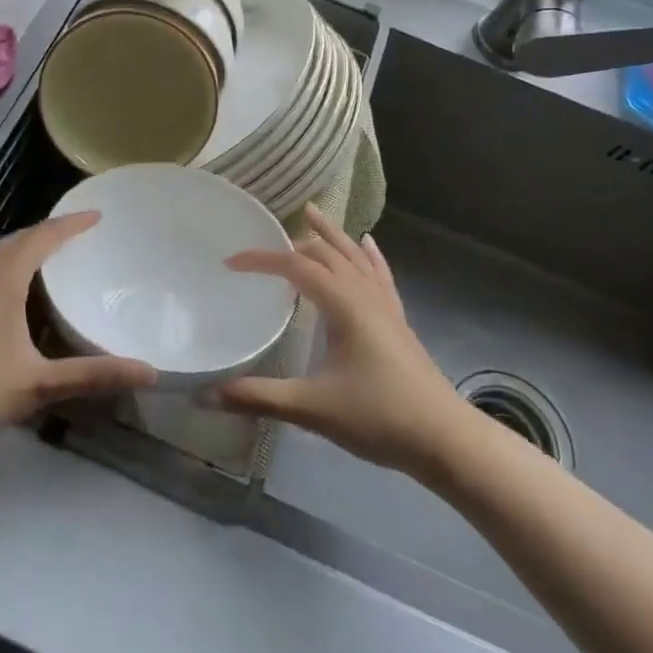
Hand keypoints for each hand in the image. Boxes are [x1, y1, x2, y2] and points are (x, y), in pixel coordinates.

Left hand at [0, 212, 156, 438]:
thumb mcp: (37, 383)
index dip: (73, 224)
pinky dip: (4, 264)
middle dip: (50, 233)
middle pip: (20, 238)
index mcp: (4, 275)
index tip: (96, 215)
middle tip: (78, 237)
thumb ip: (92, 375)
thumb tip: (149, 373)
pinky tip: (9, 288)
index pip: (45, 235)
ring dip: (25, 248)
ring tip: (49, 259)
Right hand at [213, 205, 463, 478]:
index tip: (230, 262)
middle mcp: (364, 294)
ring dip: (331, 235)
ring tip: (313, 213)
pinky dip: (368, 255)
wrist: (444, 439)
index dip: (261, 259)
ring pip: (354, 256)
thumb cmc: (378, 417)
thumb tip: (207, 395)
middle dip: (293, 241)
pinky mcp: (398, 320)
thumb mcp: (312, 408)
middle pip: (326, 253)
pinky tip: (367, 243)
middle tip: (264, 241)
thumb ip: (259, 397)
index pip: (295, 266)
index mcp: (342, 304)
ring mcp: (385, 306)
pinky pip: (380, 274)